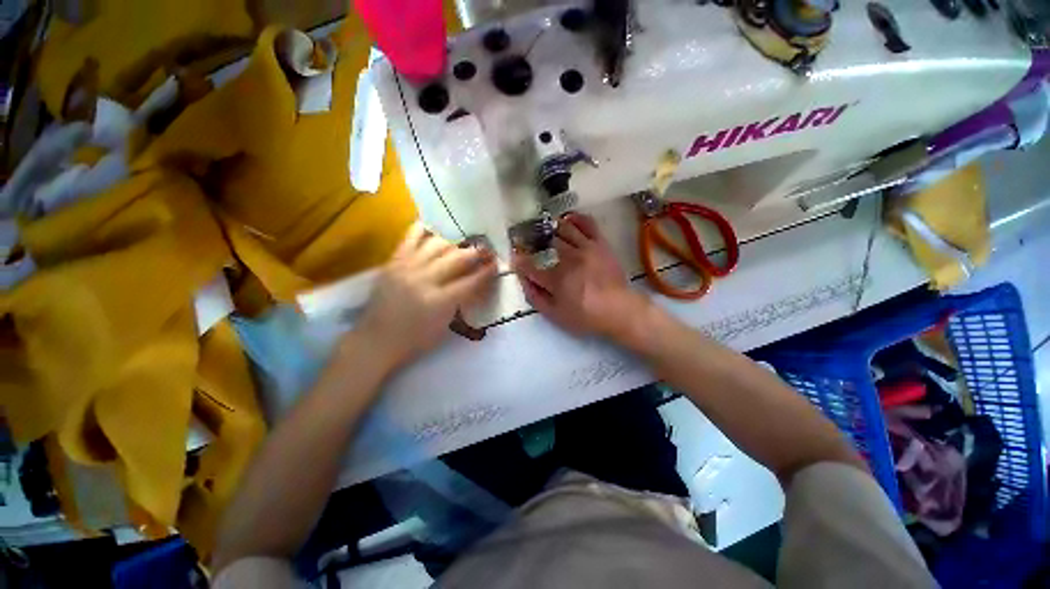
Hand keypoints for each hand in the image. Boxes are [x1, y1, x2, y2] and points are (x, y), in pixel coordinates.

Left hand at [356, 222, 496, 368]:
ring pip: (438, 243)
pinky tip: (436, 229)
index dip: (487, 271)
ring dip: (455, 242)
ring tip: (462, 243)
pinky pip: (411, 237)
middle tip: (486, 250)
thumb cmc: (415, 340)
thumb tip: (477, 282)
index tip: (496, 264)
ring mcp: (408, 267)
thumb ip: (462, 301)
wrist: (377, 340)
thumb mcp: (446, 325)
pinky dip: (425, 229)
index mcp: (440, 301)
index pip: (472, 281)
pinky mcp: (394, 261)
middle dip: (477, 252)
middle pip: (458, 257)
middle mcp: (425, 280)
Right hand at [512, 213, 652, 345]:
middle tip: (533, 244)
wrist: (618, 309)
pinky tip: (568, 221)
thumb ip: (536, 297)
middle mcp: (568, 259)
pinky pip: (587, 223)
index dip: (520, 261)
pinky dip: (575, 218)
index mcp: (556, 278)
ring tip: (548, 233)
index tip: (516, 258)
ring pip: (563, 228)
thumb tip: (523, 280)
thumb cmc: (585, 315)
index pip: (530, 265)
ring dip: (552, 230)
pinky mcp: (600, 243)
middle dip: (535, 242)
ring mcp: (585, 248)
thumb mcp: (555, 315)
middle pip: (546, 243)